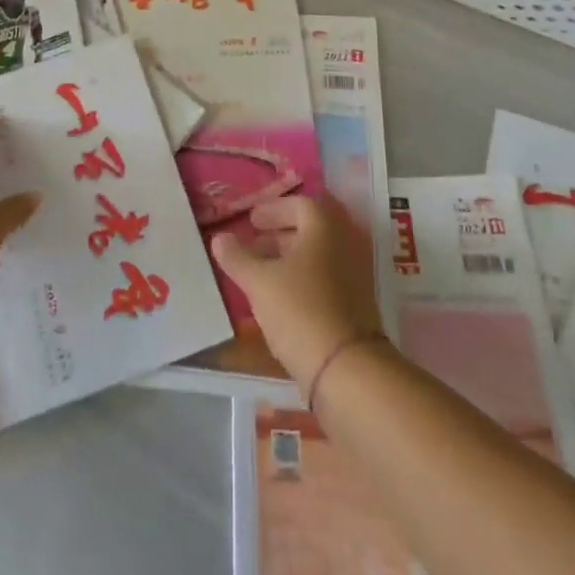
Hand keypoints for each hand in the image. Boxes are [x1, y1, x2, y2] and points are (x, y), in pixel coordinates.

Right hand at [210, 196, 382, 394]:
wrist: (347, 370)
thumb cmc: (300, 311)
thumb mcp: (259, 282)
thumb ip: (237, 257)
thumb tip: (220, 238)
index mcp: (324, 228)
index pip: (299, 204)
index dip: (273, 209)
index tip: (251, 220)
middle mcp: (344, 245)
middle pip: (310, 230)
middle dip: (279, 234)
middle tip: (252, 243)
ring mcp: (354, 277)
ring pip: (317, 257)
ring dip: (289, 259)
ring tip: (260, 272)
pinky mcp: (355, 306)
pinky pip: (324, 279)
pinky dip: (301, 280)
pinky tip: (280, 299)